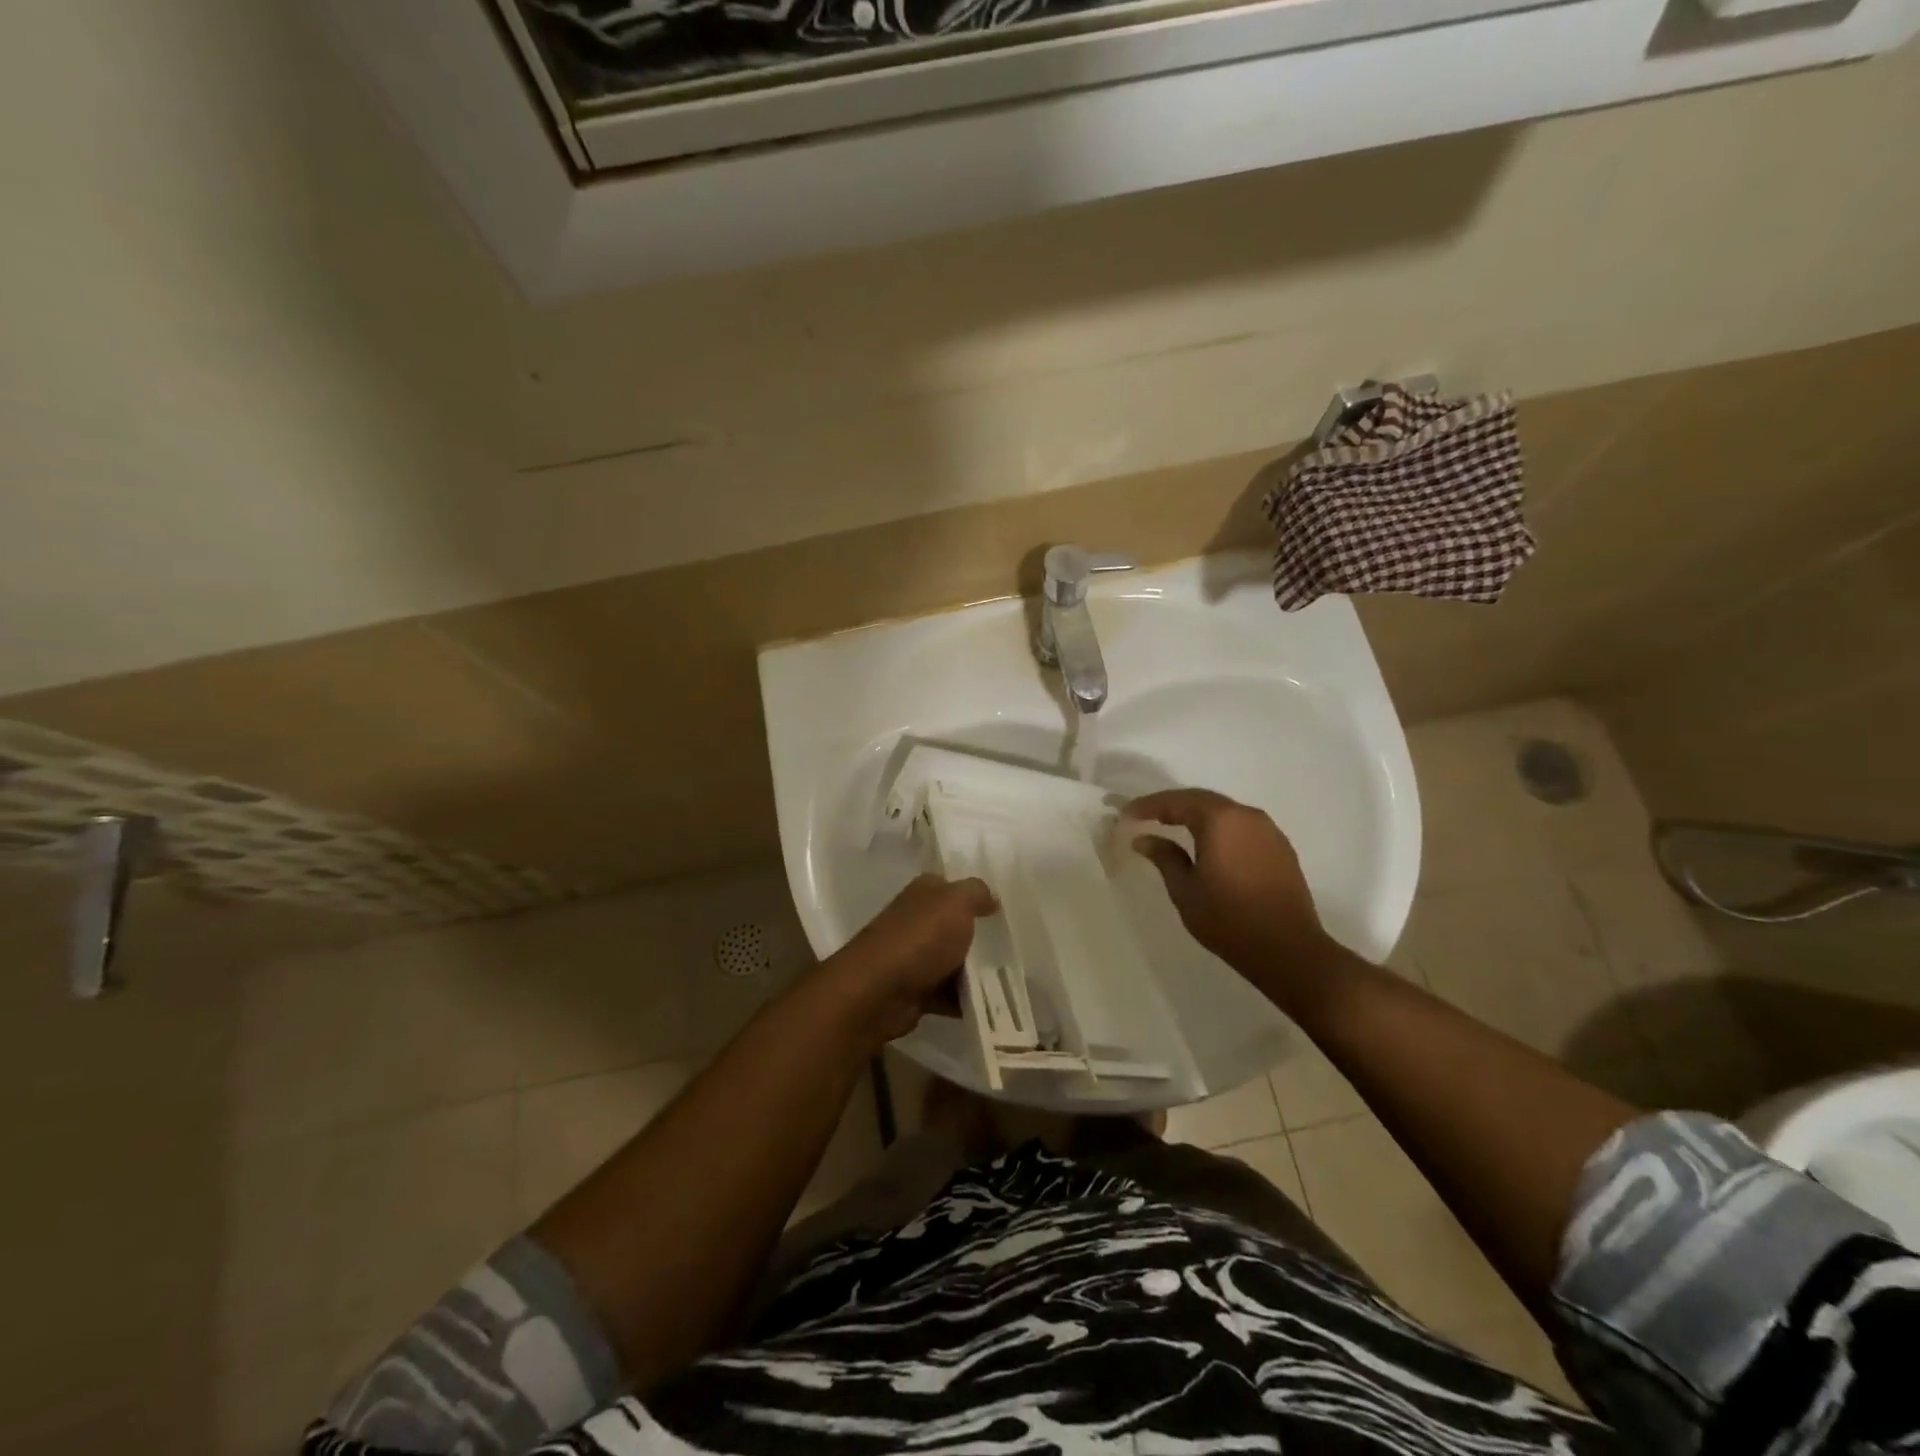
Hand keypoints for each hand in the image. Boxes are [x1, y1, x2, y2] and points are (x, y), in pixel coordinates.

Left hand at [821, 875, 995, 1046]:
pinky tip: (991, 1006)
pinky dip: (964, 1001)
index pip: (952, 886)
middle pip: (954, 926)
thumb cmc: (920, 938)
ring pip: (952, 961)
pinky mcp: (914, 990)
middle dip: (979, 937)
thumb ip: (977, 893)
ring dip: (974, 973)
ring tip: (1008, 979)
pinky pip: (947, 993)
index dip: (976, 896)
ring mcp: (913, 956)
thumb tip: (992, 897)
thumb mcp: (957, 902)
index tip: (1005, 909)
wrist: (878, 991)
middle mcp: (915, 920)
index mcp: (923, 892)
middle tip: (1014, 947)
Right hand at [1125, 789, 1336, 994]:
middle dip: (1171, 806)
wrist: (1289, 951)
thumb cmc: (1229, 920)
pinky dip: (1218, 828)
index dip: (1148, 806)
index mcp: (1220, 820)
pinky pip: (1241, 826)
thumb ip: (1165, 858)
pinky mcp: (1280, 848)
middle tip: (1145, 816)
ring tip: (1171, 827)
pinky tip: (1206, 844)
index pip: (1177, 802)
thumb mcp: (1186, 890)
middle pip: (1202, 800)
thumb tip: (1144, 839)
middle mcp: (1247, 816)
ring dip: (1196, 815)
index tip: (1126, 814)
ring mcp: (1268, 830)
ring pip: (1224, 812)